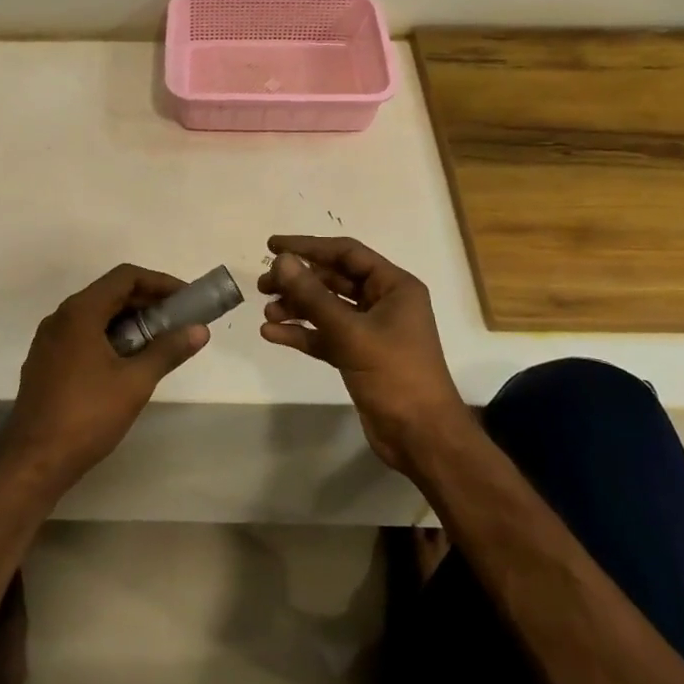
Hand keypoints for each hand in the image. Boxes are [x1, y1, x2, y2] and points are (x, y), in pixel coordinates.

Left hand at [0, 264, 208, 494]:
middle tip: (179, 322)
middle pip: (110, 293)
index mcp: (80, 312)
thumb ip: (168, 350)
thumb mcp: (135, 382)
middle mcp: (61, 317)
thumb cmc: (87, 415)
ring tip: (159, 343)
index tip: (186, 299)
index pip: (125, 277)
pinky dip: (110, 337)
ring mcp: (50, 340)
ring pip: (96, 315)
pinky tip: (128, 363)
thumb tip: (200, 330)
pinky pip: (83, 335)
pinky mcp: (46, 362)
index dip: (160, 282)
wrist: (33, 461)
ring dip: (130, 321)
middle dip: (147, 302)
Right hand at [258, 235, 473, 477]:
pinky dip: (301, 334)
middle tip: (263, 285)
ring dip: (296, 308)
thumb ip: (313, 296)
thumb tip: (281, 261)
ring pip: (327, 309)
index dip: (308, 246)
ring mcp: (371, 330)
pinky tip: (272, 334)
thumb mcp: (351, 332)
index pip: (346, 253)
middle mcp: (384, 302)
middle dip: (298, 281)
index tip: (272, 245)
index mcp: (394, 286)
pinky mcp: (358, 356)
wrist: (421, 437)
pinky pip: (325, 336)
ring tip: (267, 312)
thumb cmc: (395, 374)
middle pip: (334, 280)